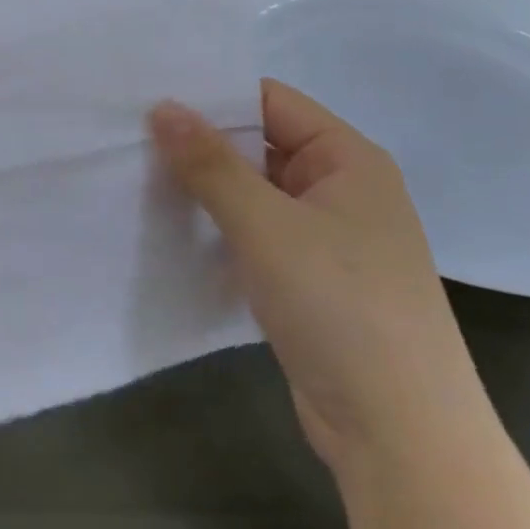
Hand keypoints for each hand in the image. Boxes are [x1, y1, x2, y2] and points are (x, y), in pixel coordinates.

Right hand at [149, 80, 482, 467]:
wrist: (399, 432)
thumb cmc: (340, 307)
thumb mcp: (267, 226)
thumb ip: (211, 164)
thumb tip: (162, 106)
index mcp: (348, 159)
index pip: (272, 101)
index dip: (214, 96)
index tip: (150, 96)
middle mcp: (341, 189)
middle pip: (262, 145)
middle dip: (202, 143)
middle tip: (130, 137)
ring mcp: (326, 238)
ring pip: (255, 194)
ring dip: (206, 188)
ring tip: (138, 177)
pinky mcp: (309, 280)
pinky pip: (256, 235)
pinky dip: (218, 228)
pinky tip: (172, 229)